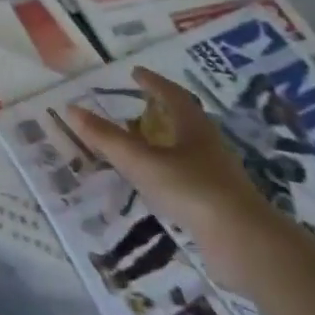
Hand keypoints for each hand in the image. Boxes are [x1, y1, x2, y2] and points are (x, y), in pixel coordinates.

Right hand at [63, 67, 284, 282]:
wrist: (243, 242)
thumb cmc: (191, 189)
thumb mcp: (141, 161)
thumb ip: (106, 138)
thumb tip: (71, 109)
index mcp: (194, 127)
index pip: (172, 95)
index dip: (153, 82)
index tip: (135, 72)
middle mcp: (208, 145)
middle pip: (184, 119)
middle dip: (160, 109)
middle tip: (136, 105)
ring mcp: (216, 174)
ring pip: (186, 148)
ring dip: (164, 140)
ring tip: (140, 142)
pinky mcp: (217, 201)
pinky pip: (187, 175)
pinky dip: (168, 169)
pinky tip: (155, 181)